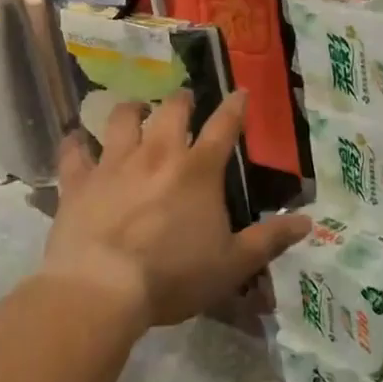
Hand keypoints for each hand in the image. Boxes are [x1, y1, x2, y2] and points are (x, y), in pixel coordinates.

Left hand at [43, 90, 310, 328]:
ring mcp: (115, 164)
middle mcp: (158, 154)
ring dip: (131, 109)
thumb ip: (270, 240)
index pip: (225, 125)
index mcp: (199, 169)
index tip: (240, 92)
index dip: (235, 106)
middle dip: (182, 100)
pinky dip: (75, 143)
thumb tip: (308, 222)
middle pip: (172, 111)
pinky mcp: (79, 182)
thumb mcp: (232, 264)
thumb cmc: (173, 276)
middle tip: (184, 100)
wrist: (101, 289)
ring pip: (122, 119)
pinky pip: (74, 153)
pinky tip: (75, 140)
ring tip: (135, 109)